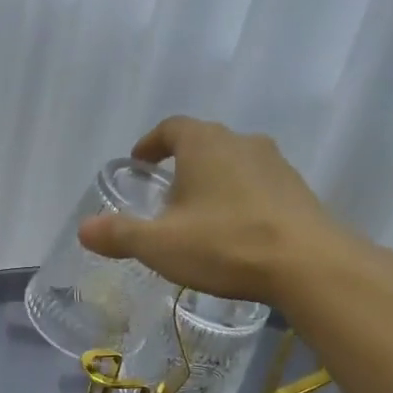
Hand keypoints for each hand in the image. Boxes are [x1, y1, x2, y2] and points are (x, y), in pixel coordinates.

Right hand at [76, 116, 338, 302]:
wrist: (309, 264)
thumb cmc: (225, 244)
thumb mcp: (160, 244)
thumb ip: (120, 234)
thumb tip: (84, 229)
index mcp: (205, 143)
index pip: (171, 128)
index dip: (151, 143)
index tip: (139, 162)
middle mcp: (242, 142)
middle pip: (204, 144)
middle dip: (182, 165)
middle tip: (165, 195)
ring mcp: (276, 165)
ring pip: (234, 165)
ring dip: (213, 183)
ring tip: (200, 217)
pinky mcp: (298, 191)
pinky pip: (258, 188)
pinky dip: (240, 201)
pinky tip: (235, 233)